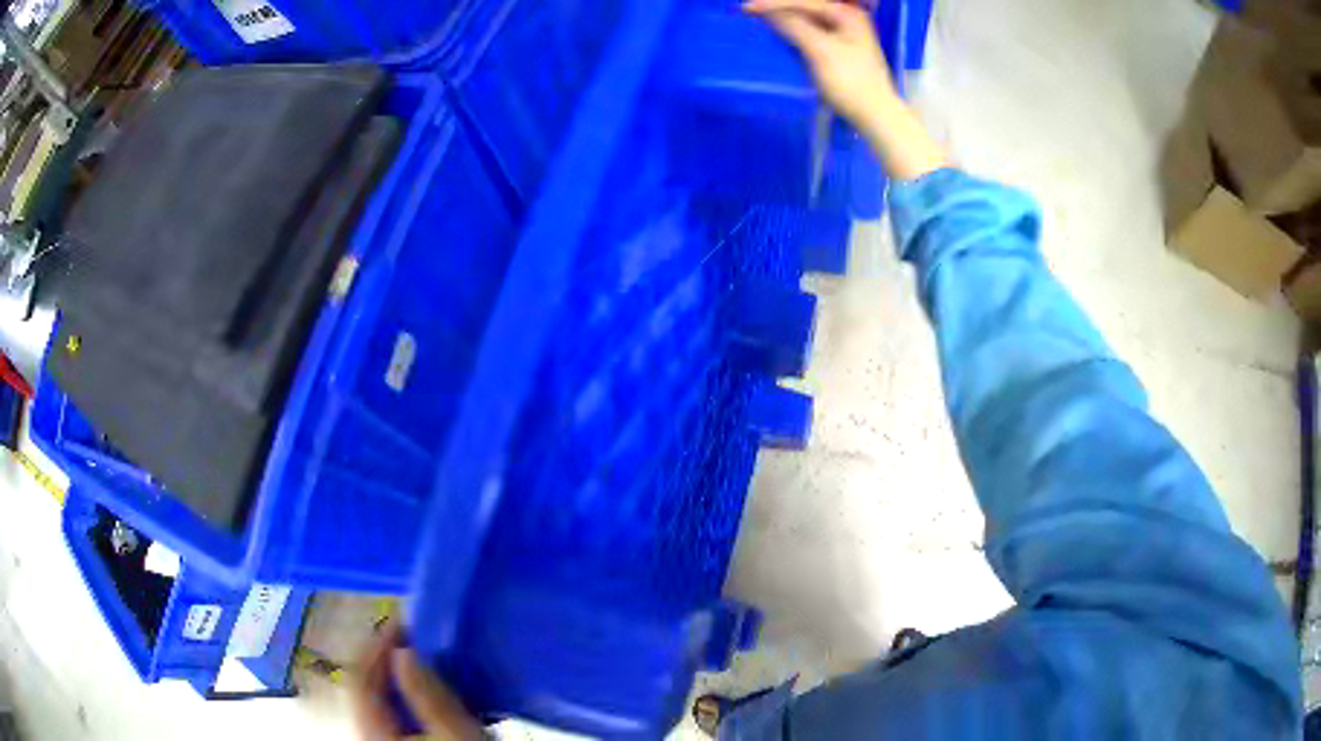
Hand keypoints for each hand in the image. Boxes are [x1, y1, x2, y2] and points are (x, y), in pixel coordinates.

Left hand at [352, 623, 483, 740]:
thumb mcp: (457, 735)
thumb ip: (428, 694)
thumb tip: (406, 651)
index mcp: (373, 733)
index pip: (360, 678)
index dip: (378, 645)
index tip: (406, 620)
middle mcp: (367, 735)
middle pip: (366, 687)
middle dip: (389, 658)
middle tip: (420, 637)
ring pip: (380, 699)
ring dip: (401, 676)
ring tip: (429, 660)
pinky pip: (393, 712)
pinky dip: (409, 695)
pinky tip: (433, 692)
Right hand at [742, 0, 897, 131]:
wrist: (874, 115)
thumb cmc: (850, 81)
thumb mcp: (820, 50)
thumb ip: (794, 26)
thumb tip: (767, 12)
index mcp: (847, 14)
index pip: (804, 2)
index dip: (774, 4)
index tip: (746, 8)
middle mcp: (847, 19)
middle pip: (806, 8)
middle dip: (780, 9)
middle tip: (750, 11)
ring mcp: (844, 35)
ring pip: (807, 20)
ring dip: (785, 20)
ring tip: (760, 20)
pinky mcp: (839, 50)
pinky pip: (811, 33)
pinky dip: (794, 32)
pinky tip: (780, 34)